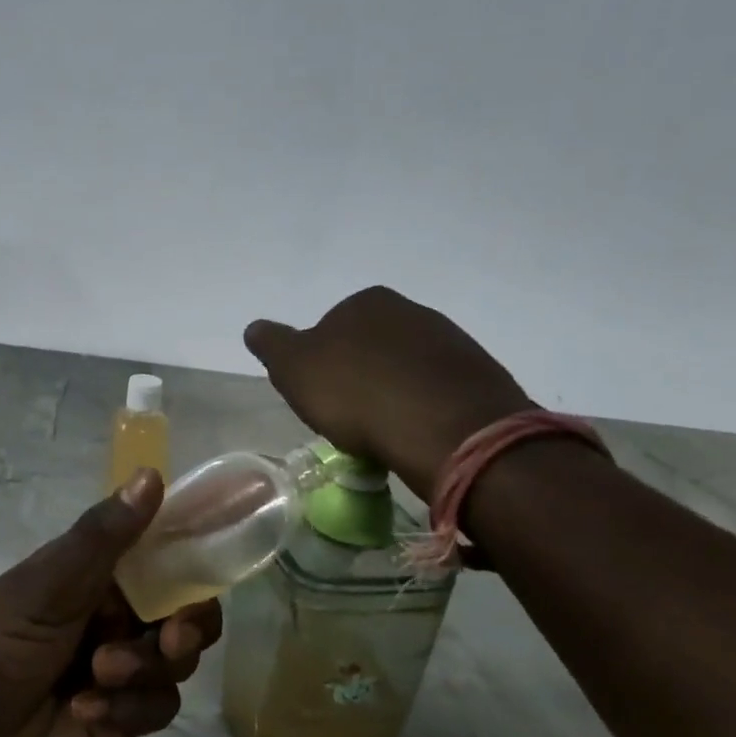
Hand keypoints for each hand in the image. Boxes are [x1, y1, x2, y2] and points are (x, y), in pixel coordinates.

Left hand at [0, 470, 222, 736]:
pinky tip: (82, 711)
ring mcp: (121, 669)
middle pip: (189, 617)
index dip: (196, 566)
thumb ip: (103, 537)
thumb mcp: (45, 586)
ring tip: (97, 678)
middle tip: (171, 639)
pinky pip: (157, 710)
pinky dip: (127, 710)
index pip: (169, 559)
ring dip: (145, 671)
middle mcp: (118, 616)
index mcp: (102, 575)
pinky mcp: (118, 719)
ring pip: (177, 665)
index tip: (208, 576)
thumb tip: (152, 474)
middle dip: (187, 629)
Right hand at [245, 286, 530, 499]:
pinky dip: (425, 408)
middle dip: (361, 376)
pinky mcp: (480, 375)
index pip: (332, 328)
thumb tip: (254, 328)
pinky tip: (417, 434)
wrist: (445, 428)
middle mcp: (412, 310)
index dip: (322, 364)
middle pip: (372, 346)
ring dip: (394, 393)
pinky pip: (439, 391)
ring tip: (385, 433)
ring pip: (407, 368)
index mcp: (366, 302)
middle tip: (351, 417)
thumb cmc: (357, 394)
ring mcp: (451, 341)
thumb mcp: (294, 369)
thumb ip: (272, 344)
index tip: (322, 397)